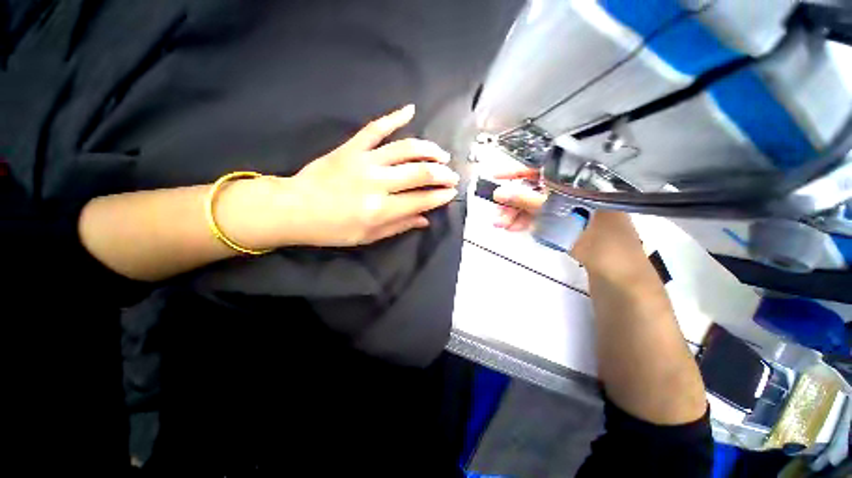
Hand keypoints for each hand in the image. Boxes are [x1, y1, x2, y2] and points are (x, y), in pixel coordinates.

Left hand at [221, 105, 459, 248]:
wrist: (294, 209)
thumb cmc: (332, 229)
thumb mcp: (368, 236)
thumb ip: (399, 226)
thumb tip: (425, 219)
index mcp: (380, 210)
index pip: (421, 200)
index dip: (441, 196)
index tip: (451, 193)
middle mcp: (377, 183)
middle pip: (420, 173)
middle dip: (442, 174)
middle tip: (452, 176)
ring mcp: (364, 161)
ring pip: (405, 149)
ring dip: (429, 150)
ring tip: (442, 154)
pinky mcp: (351, 147)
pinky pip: (375, 128)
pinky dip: (393, 117)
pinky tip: (410, 109)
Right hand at [490, 165, 642, 273]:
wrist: (618, 273)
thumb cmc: (598, 240)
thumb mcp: (561, 218)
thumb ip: (530, 203)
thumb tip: (499, 192)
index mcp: (582, 182)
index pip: (546, 170)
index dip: (519, 173)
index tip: (497, 177)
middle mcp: (575, 190)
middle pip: (537, 189)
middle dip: (514, 201)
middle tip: (497, 214)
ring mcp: (571, 206)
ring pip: (537, 204)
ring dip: (517, 213)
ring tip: (500, 224)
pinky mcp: (567, 220)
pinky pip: (542, 216)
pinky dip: (527, 221)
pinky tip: (513, 227)